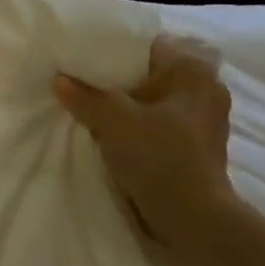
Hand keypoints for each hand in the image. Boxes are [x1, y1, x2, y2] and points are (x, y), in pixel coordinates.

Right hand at [54, 35, 240, 256]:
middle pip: (148, 76)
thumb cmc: (158, 157)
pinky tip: (110, 137)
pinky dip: (136, 130)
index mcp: (193, 73)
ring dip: (125, 109)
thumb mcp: (113, 120)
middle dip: (116, 83)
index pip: (148, 47)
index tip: (83, 61)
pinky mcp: (194, 149)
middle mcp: (205, 91)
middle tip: (80, 86)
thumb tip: (59, 79)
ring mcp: (202, 123)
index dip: (113, 52)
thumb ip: (84, 96)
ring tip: (90, 112)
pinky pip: (157, 127)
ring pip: (152, 104)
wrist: (191, 218)